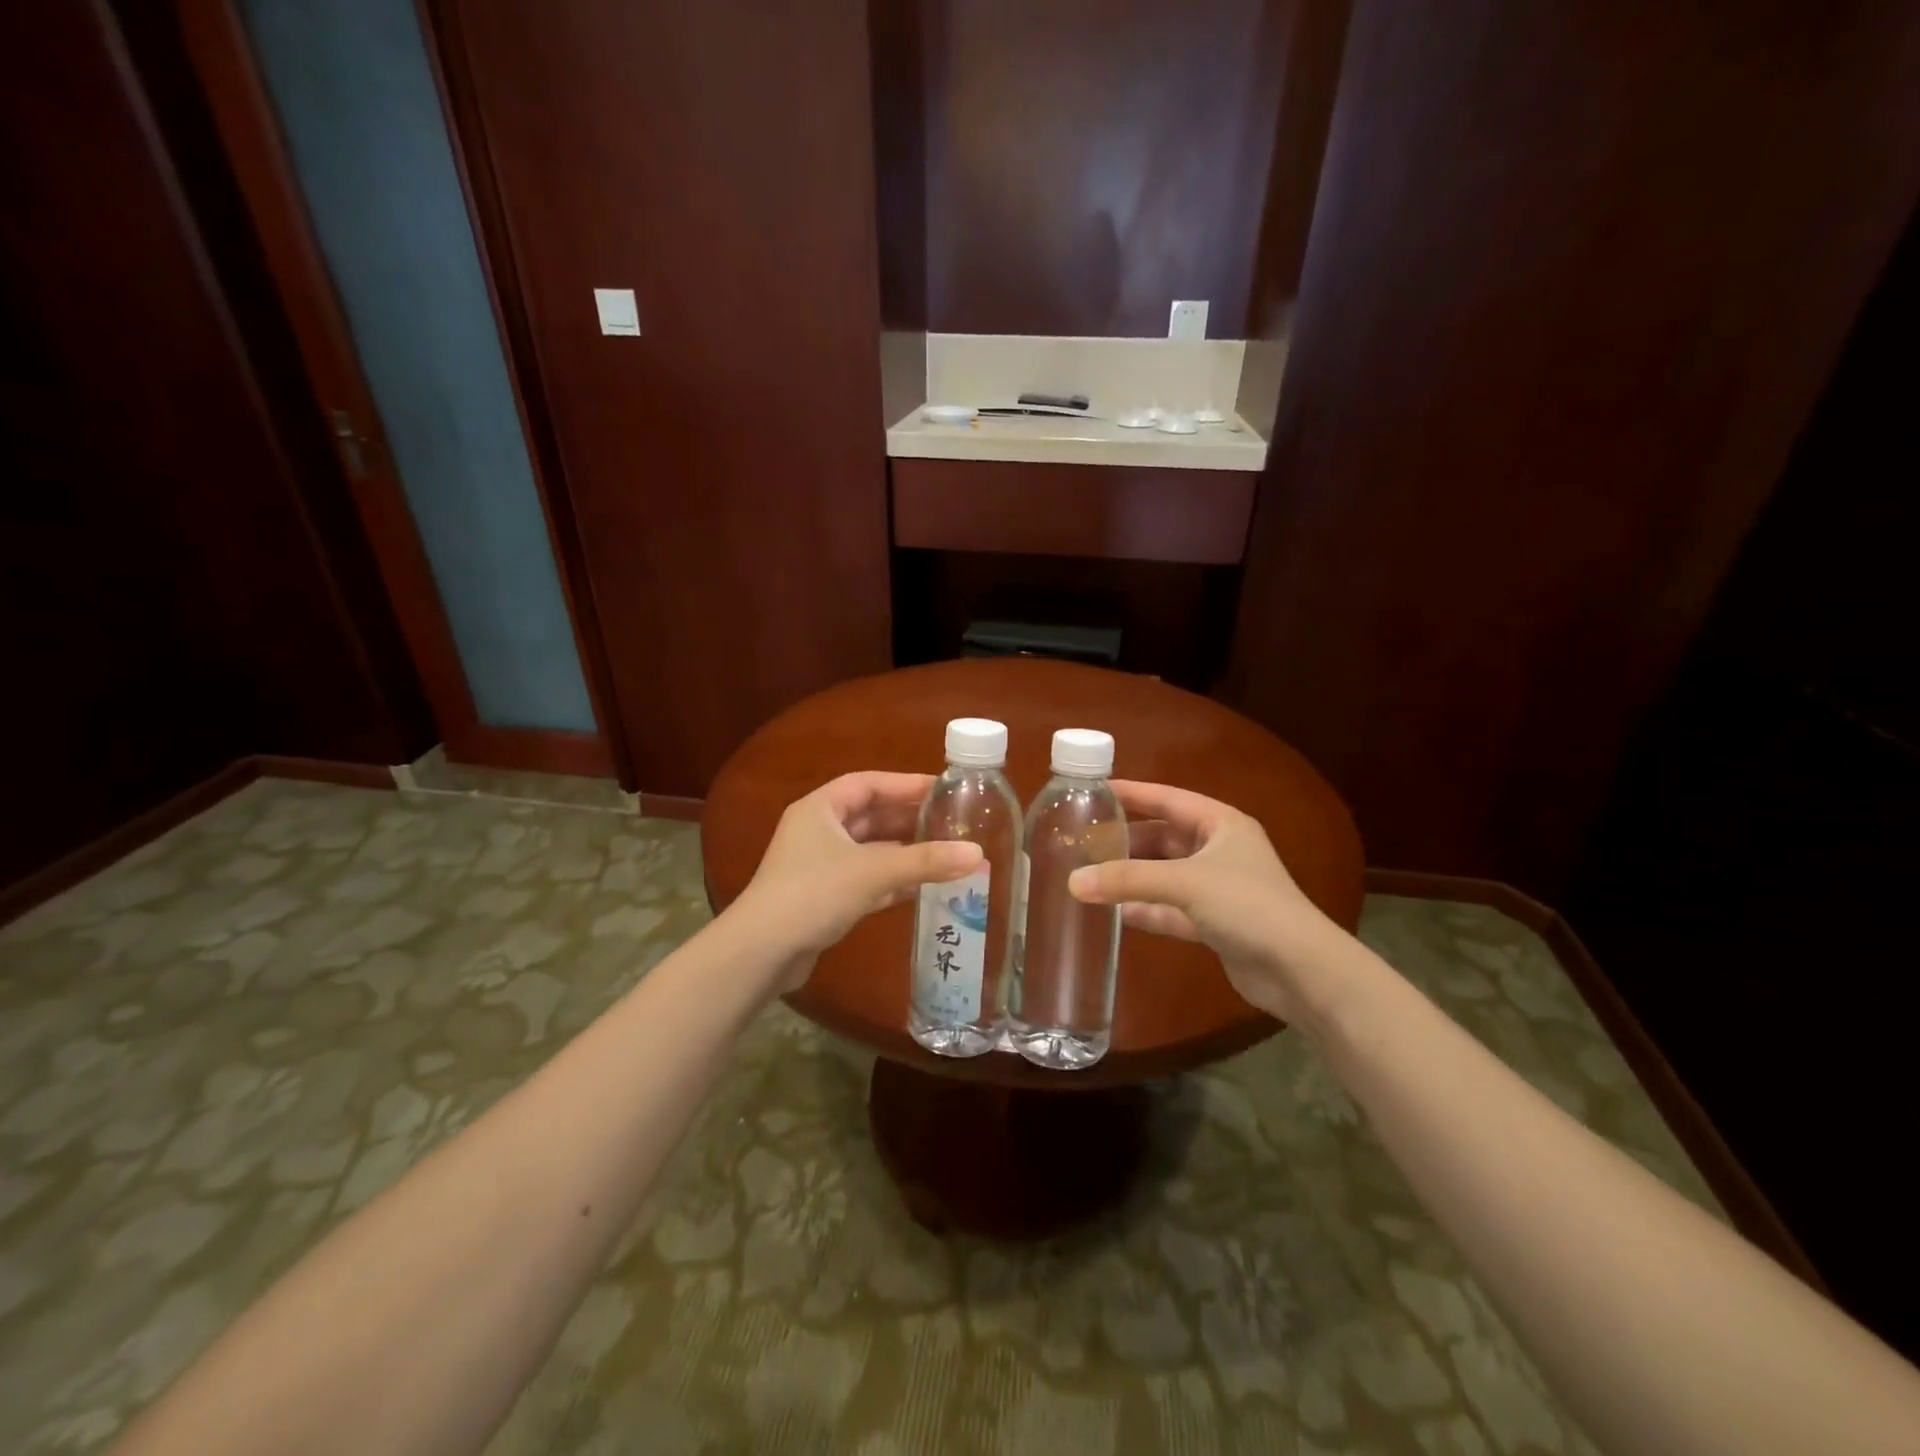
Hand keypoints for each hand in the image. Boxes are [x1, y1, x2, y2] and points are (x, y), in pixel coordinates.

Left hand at [731, 772, 982, 991]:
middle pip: (871, 816)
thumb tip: (978, 853)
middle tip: (952, 821)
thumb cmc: (813, 894)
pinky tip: (924, 887)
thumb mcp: (873, 872)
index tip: (943, 789)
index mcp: (820, 808)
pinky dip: (893, 881)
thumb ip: (925, 861)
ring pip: (871, 850)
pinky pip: (867, 879)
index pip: (869, 784)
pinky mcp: (824, 897)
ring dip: (905, 852)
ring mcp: (820, 865)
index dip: (906, 784)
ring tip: (947, 852)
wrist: (760, 954)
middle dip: (910, 819)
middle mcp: (818, 830)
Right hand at [1069, 781, 1349, 1022]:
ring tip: (1091, 875)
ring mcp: (1218, 888)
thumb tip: (1073, 882)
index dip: (1132, 793)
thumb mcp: (1184, 883)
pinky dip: (1147, 910)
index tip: (1094, 789)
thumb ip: (1127, 880)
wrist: (1301, 971)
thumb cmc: (1247, 906)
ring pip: (1165, 874)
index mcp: (1221, 824)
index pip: (1168, 798)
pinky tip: (1116, 914)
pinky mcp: (1216, 923)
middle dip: (1126, 840)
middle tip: (1084, 841)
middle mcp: (1220, 850)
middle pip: (1163, 837)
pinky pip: (1172, 909)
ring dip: (1133, 877)